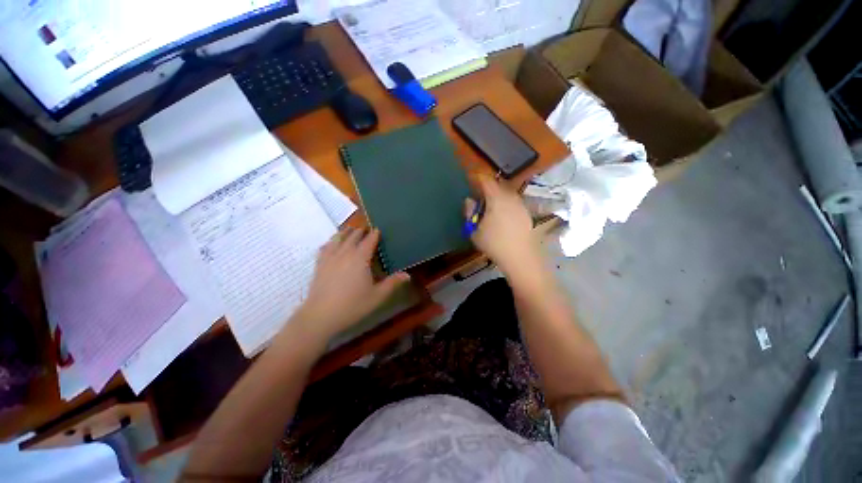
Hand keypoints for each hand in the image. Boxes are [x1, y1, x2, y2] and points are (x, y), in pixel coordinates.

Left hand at [292, 228, 409, 342]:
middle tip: (366, 229)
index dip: (374, 234)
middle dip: (360, 231)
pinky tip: (332, 243)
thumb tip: (407, 275)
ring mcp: (330, 257)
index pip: (369, 240)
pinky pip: (325, 247)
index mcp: (360, 258)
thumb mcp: (377, 296)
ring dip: (345, 232)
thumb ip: (392, 283)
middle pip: (353, 236)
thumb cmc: (353, 305)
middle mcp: (345, 253)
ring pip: (338, 238)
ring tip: (350, 229)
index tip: (378, 229)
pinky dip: (331, 241)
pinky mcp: (319, 264)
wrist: (321, 316)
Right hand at [466, 175, 540, 275]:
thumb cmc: (494, 243)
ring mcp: (520, 205)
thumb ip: (470, 212)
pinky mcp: (526, 214)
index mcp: (496, 198)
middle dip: (488, 187)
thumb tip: (469, 200)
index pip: (486, 181)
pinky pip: (513, 202)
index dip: (478, 178)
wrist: (520, 257)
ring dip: (498, 195)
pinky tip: (502, 215)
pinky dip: (506, 203)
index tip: (471, 179)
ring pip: (507, 193)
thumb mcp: (474, 230)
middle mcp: (510, 197)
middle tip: (479, 194)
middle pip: (498, 185)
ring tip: (490, 205)